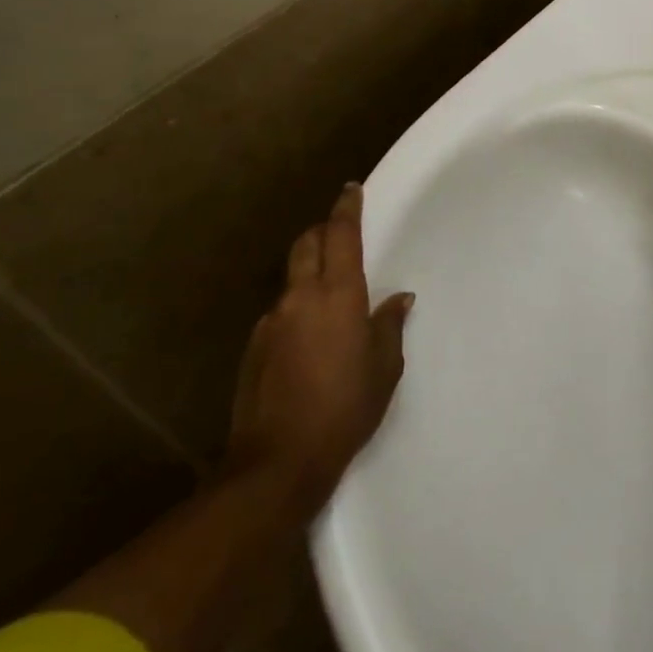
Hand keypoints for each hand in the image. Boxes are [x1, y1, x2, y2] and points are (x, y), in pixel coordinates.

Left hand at [226, 182, 412, 508]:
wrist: (278, 462)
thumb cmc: (345, 409)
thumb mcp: (384, 368)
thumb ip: (389, 325)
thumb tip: (398, 299)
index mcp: (337, 295)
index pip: (340, 235)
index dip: (346, 208)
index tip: (350, 189)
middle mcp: (300, 297)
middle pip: (306, 244)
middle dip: (322, 231)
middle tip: (340, 234)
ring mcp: (272, 321)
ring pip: (292, 278)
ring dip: (309, 271)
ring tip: (330, 297)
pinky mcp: (254, 346)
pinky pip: (280, 311)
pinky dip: (296, 308)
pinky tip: (309, 339)